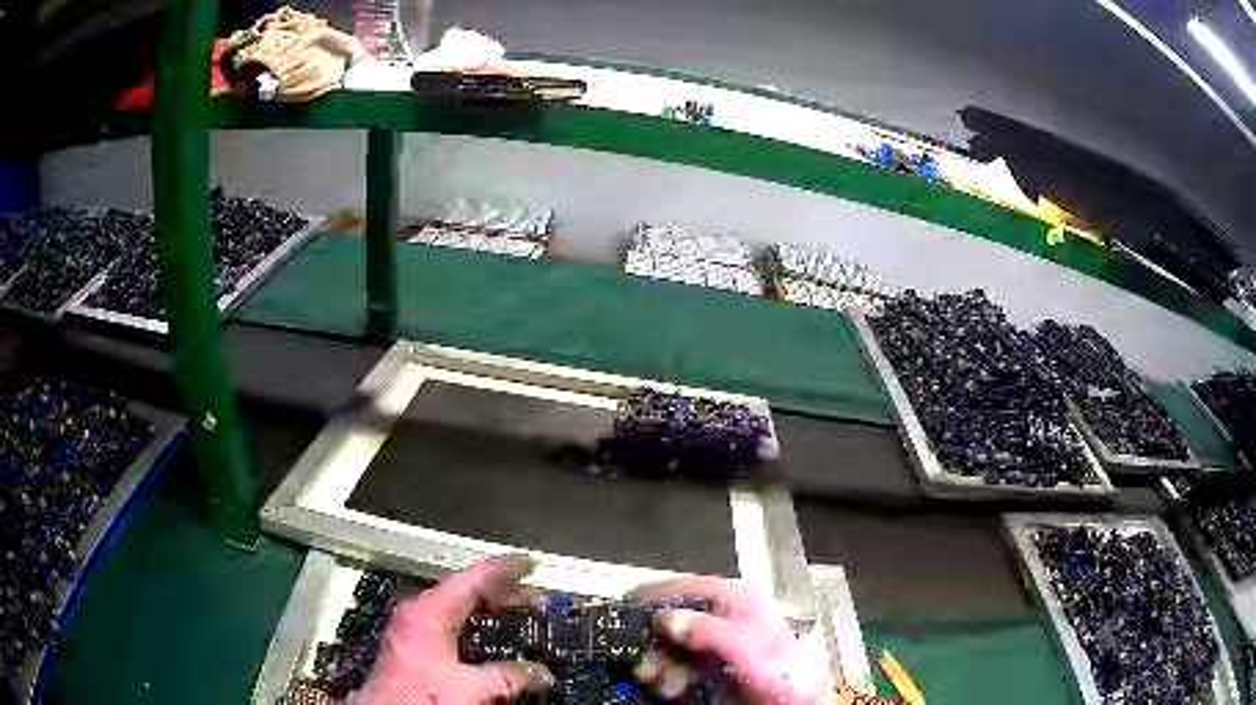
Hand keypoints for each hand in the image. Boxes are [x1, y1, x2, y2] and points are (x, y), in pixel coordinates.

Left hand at [352, 555, 554, 704]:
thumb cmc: (418, 697)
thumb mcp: (472, 687)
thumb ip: (509, 676)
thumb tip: (539, 674)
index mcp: (429, 612)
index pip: (473, 579)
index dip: (505, 570)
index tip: (529, 563)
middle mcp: (417, 615)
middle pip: (466, 593)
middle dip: (502, 594)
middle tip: (534, 597)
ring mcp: (413, 633)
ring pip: (458, 612)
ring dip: (489, 614)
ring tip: (517, 616)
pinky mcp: (413, 652)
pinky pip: (451, 630)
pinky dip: (476, 631)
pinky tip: (491, 644)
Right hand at [627, 576, 833, 703]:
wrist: (795, 703)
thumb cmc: (783, 671)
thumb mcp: (748, 646)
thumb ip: (710, 629)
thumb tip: (668, 618)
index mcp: (739, 602)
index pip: (691, 586)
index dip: (660, 591)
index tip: (629, 599)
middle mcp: (726, 620)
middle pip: (676, 619)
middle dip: (656, 639)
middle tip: (643, 657)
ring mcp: (719, 646)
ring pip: (675, 647)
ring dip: (660, 663)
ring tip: (657, 678)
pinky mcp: (714, 669)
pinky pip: (681, 668)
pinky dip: (669, 677)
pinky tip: (669, 688)